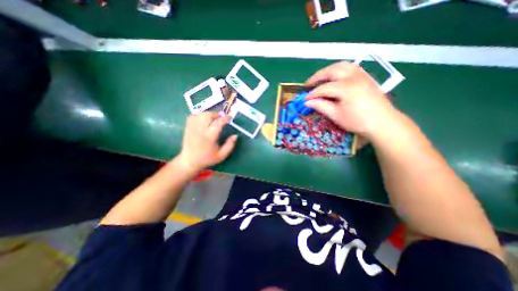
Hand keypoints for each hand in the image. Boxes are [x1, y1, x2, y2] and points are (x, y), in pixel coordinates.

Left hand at [176, 113, 235, 171]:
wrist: (189, 161)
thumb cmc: (207, 158)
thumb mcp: (222, 155)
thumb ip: (230, 145)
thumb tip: (235, 135)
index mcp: (209, 137)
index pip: (218, 123)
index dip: (225, 118)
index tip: (230, 116)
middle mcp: (200, 130)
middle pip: (208, 115)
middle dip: (216, 114)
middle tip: (221, 118)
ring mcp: (192, 128)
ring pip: (200, 114)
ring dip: (208, 114)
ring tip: (213, 119)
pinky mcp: (188, 127)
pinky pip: (193, 116)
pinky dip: (200, 115)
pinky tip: (204, 120)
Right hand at [304, 60, 397, 138]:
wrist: (383, 122)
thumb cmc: (358, 121)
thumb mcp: (337, 116)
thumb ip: (321, 106)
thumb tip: (308, 102)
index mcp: (346, 88)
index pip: (324, 88)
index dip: (312, 93)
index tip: (304, 99)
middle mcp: (354, 77)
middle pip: (331, 70)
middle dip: (317, 76)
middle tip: (308, 84)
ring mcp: (362, 75)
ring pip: (341, 65)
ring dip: (328, 71)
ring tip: (319, 79)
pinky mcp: (366, 76)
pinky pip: (350, 67)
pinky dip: (338, 70)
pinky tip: (334, 77)